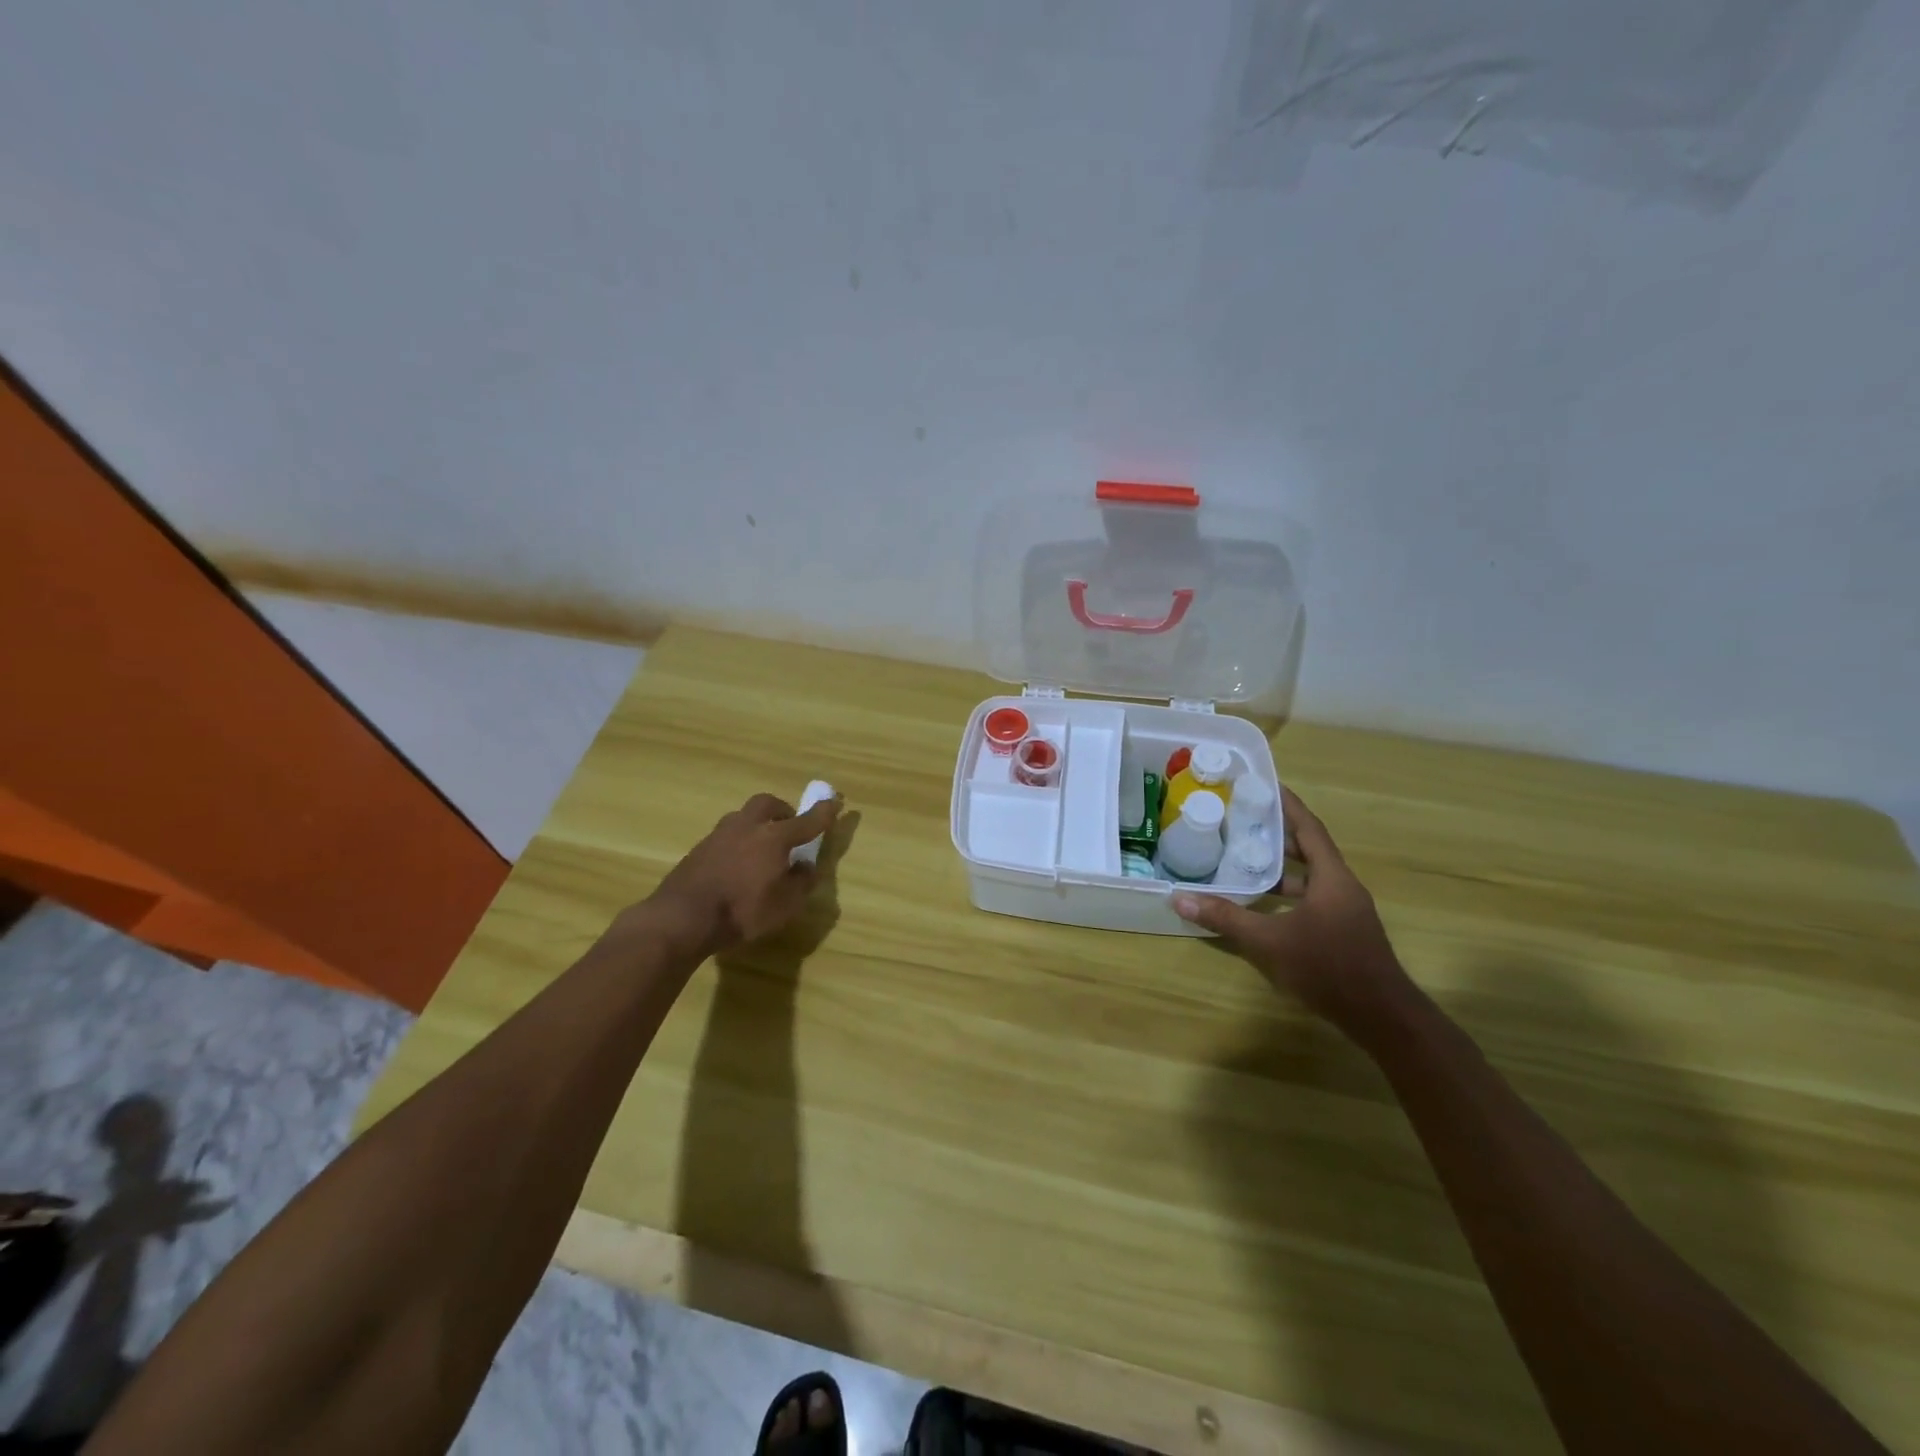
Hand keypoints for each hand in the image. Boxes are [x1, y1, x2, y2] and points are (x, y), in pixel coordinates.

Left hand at [638, 792, 840, 957]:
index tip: (834, 802)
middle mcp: (748, 827)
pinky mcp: (699, 848)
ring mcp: (720, 835)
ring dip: (757, 824)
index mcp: (774, 838)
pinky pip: (727, 835)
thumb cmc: (742, 911)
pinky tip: (737, 862)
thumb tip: (805, 866)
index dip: (823, 813)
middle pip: (768, 804)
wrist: (683, 917)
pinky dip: (738, 841)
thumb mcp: (785, 906)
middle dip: (782, 810)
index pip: (806, 821)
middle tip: (790, 825)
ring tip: (761, 846)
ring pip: (743, 817)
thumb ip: (801, 883)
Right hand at [1173, 789, 1411, 1035]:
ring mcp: (1345, 911)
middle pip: (1309, 849)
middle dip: (1278, 833)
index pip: (1309, 828)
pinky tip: (1262, 903)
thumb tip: (1179, 899)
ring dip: (1281, 866)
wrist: (1381, 1018)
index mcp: (1332, 878)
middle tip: (1243, 818)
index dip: (1288, 805)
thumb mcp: (1269, 942)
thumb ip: (1225, 918)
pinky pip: (1312, 897)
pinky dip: (1287, 892)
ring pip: (1310, 876)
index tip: (1265, 784)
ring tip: (1244, 856)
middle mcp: (1342, 887)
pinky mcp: (1343, 931)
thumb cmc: (1328, 968)